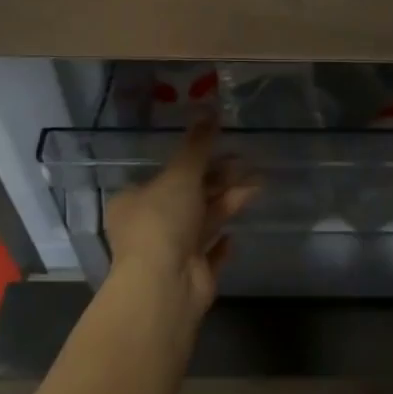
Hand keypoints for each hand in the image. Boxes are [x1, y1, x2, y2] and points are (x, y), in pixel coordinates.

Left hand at [104, 121, 257, 316]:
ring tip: (259, 183)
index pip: (165, 175)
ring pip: (204, 220)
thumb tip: (209, 107)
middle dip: (219, 179)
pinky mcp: (192, 274)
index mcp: (134, 201)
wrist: (165, 286)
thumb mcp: (180, 175)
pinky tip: (237, 234)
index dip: (194, 160)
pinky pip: (210, 253)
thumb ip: (198, 145)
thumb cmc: (163, 222)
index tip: (220, 147)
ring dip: (229, 202)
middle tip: (247, 162)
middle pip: (189, 196)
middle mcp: (149, 226)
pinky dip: (223, 242)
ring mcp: (171, 252)